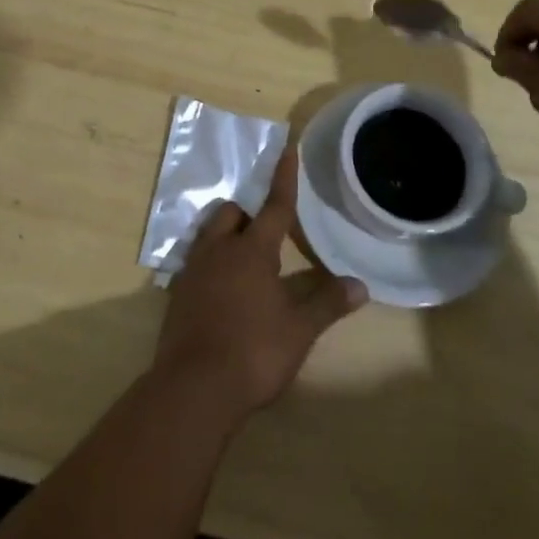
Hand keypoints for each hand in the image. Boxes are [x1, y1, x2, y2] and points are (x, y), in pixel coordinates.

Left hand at [153, 147, 367, 421]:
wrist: (194, 388)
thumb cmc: (253, 352)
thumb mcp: (299, 330)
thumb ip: (327, 304)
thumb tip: (361, 285)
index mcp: (252, 250)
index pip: (275, 206)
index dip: (284, 178)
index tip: (287, 149)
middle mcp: (219, 250)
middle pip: (232, 213)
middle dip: (248, 214)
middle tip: (266, 233)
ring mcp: (194, 271)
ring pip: (209, 235)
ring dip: (226, 236)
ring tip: (244, 259)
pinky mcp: (177, 295)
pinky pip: (196, 263)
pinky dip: (211, 265)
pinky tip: (223, 290)